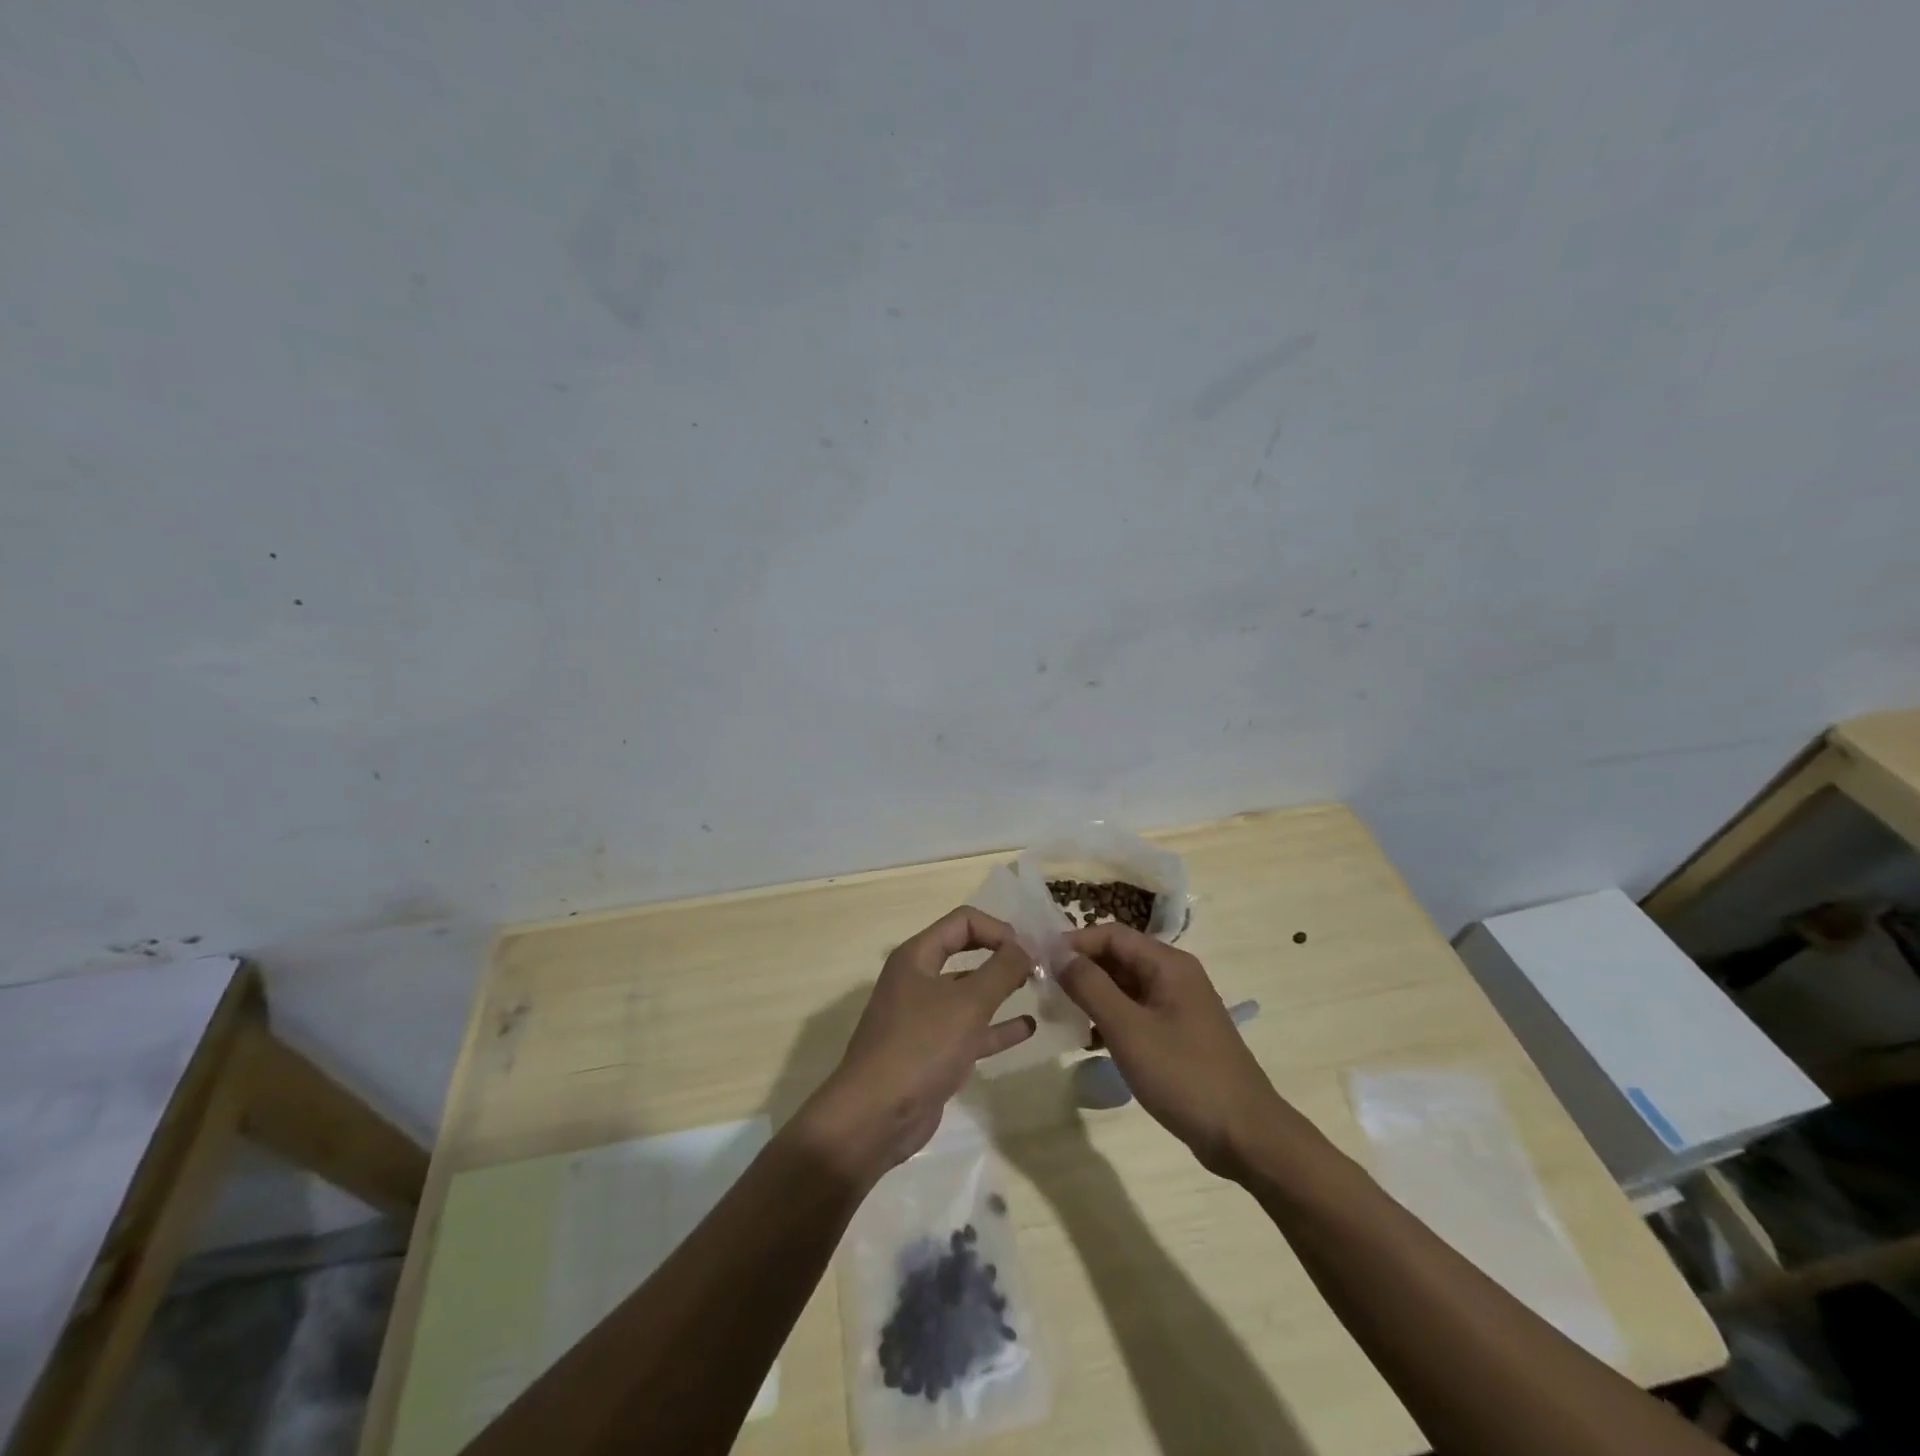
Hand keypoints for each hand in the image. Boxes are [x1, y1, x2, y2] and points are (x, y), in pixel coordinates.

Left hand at [801, 907, 1036, 1182]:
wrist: (875, 1117)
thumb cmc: (921, 1046)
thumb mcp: (968, 1003)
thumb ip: (1002, 970)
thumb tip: (1026, 946)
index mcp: (917, 956)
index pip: (963, 921)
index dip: (998, 929)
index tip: (1028, 951)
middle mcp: (918, 979)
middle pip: (966, 952)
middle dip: (1002, 955)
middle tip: (1039, 965)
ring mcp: (924, 1017)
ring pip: (969, 993)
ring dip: (1002, 989)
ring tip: (1039, 989)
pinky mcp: (933, 1052)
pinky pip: (971, 1029)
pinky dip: (997, 1026)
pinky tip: (1027, 1027)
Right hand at [1056, 925, 1285, 1177]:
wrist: (1246, 1136)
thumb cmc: (1185, 1076)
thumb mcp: (1129, 1030)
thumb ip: (1091, 987)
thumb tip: (1059, 954)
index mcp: (1168, 965)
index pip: (1111, 935)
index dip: (1074, 942)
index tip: (1039, 962)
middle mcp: (1175, 976)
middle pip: (1119, 958)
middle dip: (1081, 970)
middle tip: (1044, 990)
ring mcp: (1179, 1007)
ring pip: (1126, 987)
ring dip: (1094, 996)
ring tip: (1061, 1016)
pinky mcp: (1179, 1035)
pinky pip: (1137, 1013)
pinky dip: (1112, 1019)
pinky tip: (1091, 1042)